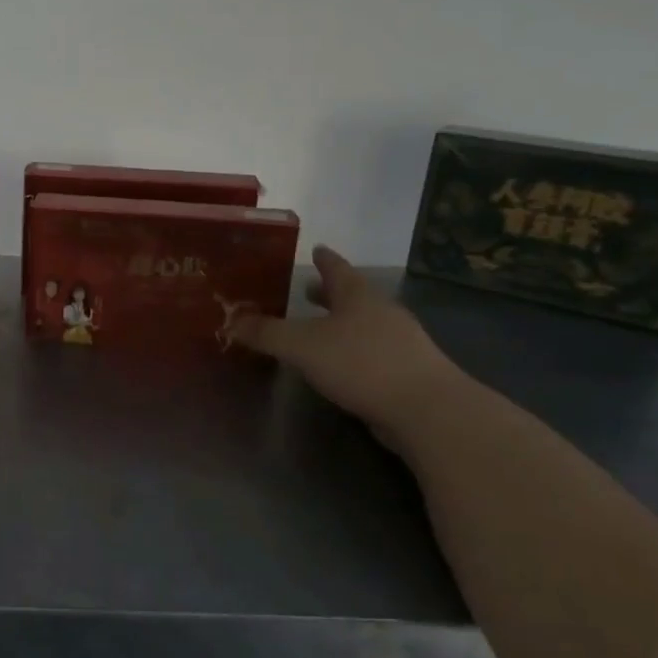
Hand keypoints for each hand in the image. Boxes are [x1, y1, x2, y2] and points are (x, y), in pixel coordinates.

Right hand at [232, 246, 464, 443]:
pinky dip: (354, 350)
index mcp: (357, 297)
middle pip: (352, 296)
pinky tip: (341, 365)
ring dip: (341, 323)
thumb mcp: (301, 346)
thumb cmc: (360, 363)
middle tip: (308, 290)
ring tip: (320, 328)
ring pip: (364, 324)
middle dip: (328, 293)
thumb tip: (231, 322)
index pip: (337, 269)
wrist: (426, 409)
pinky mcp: (408, 372)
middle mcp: (381, 312)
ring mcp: (400, 342)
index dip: (324, 259)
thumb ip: (266, 333)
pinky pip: (373, 351)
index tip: (316, 248)